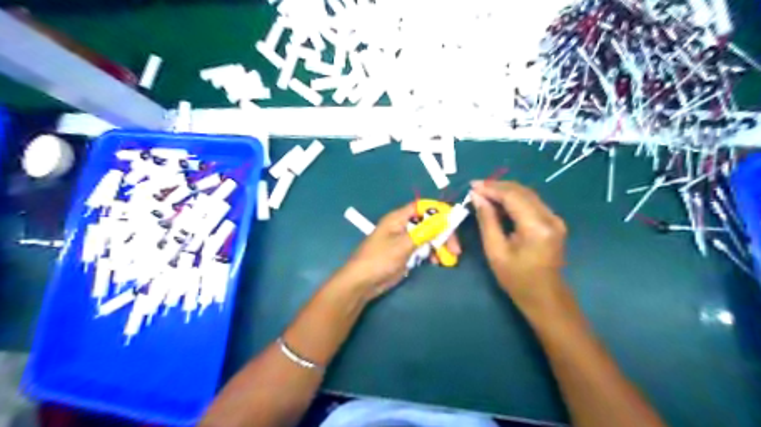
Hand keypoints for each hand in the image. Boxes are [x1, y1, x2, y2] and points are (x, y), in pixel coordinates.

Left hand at [337, 203, 456, 300]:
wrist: (362, 283)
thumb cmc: (379, 260)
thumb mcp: (403, 245)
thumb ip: (425, 232)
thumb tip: (445, 219)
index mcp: (398, 218)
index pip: (423, 207)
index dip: (439, 211)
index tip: (453, 223)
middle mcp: (402, 226)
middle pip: (428, 223)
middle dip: (443, 234)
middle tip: (456, 250)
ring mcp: (404, 240)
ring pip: (428, 237)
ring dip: (439, 245)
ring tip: (448, 259)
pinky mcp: (405, 253)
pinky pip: (422, 249)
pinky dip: (431, 253)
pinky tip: (436, 262)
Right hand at [474, 178, 567, 312]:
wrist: (545, 297)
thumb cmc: (517, 279)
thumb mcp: (495, 251)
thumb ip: (487, 221)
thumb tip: (477, 197)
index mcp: (536, 227)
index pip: (512, 196)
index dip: (491, 188)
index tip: (472, 186)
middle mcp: (550, 218)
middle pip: (522, 191)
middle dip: (497, 187)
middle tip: (476, 188)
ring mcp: (555, 219)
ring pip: (527, 194)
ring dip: (505, 192)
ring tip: (484, 193)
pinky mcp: (554, 222)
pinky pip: (532, 203)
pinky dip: (514, 200)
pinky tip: (499, 203)